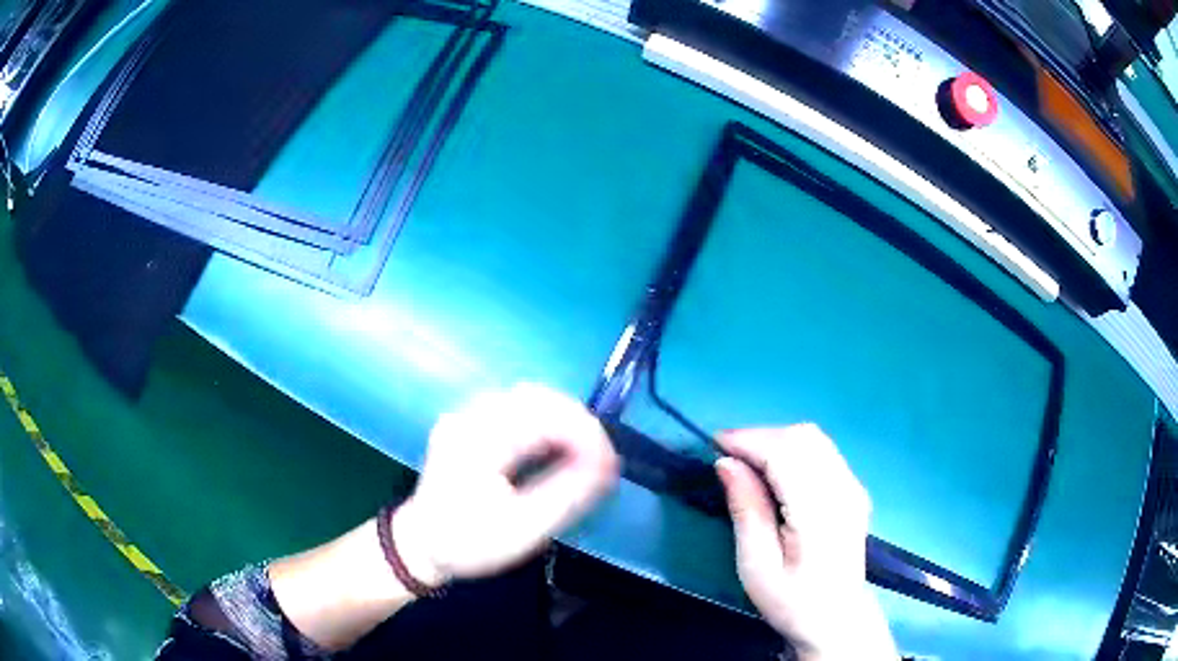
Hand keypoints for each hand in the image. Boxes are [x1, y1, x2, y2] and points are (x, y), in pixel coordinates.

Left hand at [394, 384, 619, 585]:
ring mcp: (466, 418)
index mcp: (479, 440)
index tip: (609, 463)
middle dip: (577, 422)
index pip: (545, 412)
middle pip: (536, 397)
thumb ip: (568, 494)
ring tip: (583, 454)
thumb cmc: (468, 542)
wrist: (419, 546)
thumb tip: (607, 466)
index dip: (586, 432)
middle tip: (599, 458)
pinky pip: (515, 410)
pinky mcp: (469, 425)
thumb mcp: (523, 528)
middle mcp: (470, 417)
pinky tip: (555, 448)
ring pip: (527, 399)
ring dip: (562, 421)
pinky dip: (544, 424)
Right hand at [715, 425, 897, 659]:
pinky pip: (822, 451)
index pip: (786, 453)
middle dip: (760, 437)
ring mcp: (853, 486)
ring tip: (746, 462)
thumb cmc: (792, 601)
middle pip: (802, 437)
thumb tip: (725, 464)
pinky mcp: (853, 488)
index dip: (749, 441)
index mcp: (819, 512)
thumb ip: (746, 510)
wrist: (837, 618)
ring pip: (814, 438)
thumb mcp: (757, 566)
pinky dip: (792, 449)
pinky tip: (774, 471)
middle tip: (727, 458)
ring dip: (776, 441)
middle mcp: (843, 489)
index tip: (713, 446)